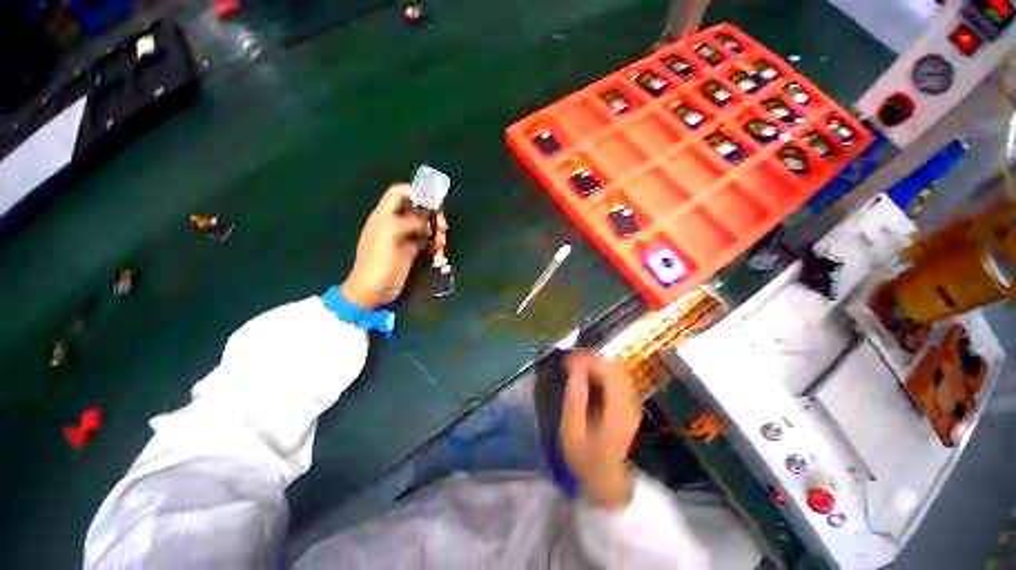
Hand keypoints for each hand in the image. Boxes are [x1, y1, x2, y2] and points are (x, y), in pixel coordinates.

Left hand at [341, 184, 444, 308]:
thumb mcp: (391, 234)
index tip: (433, 200)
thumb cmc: (379, 260)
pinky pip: (426, 242)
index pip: (398, 193)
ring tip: (442, 240)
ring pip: (424, 226)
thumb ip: (409, 221)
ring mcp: (404, 238)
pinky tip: (439, 249)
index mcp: (385, 216)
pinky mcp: (411, 252)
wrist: (373, 289)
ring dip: (436, 230)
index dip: (415, 191)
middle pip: (416, 209)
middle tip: (443, 225)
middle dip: (432, 214)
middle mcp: (394, 224)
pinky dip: (434, 243)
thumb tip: (427, 220)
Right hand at [560, 353, 641, 508]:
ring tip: (575, 366)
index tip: (568, 359)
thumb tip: (575, 368)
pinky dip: (601, 371)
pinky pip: (617, 377)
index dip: (588, 359)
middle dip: (591, 358)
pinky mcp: (629, 403)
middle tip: (570, 361)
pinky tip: (587, 376)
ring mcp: (632, 402)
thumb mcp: (572, 431)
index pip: (608, 371)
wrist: (608, 481)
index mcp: (618, 410)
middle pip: (615, 366)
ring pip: (617, 369)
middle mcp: (630, 402)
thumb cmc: (586, 459)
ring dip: (596, 363)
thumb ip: (575, 398)